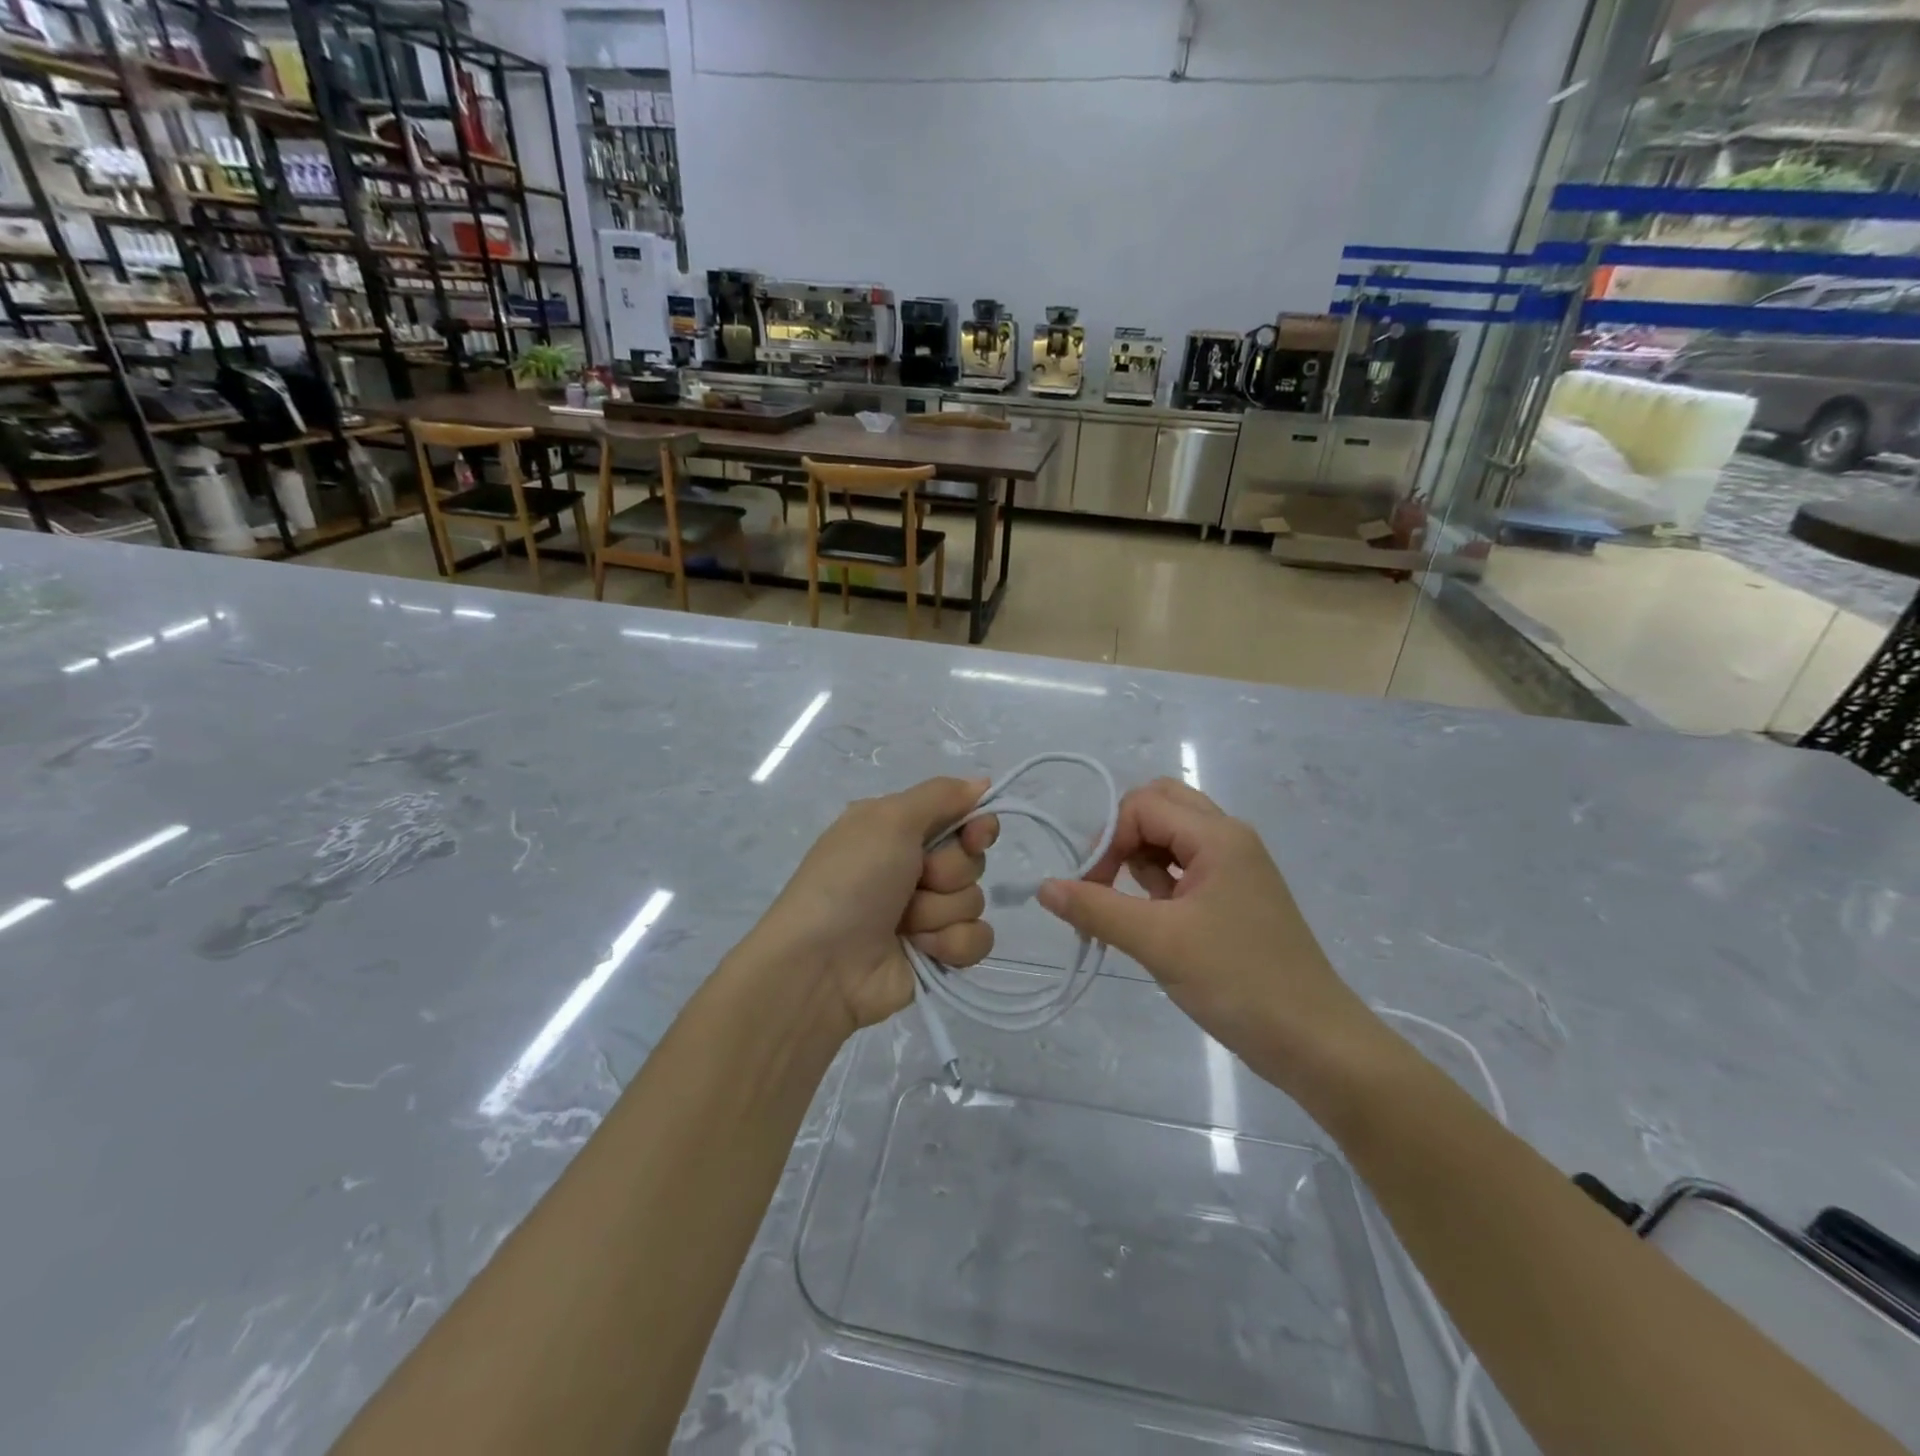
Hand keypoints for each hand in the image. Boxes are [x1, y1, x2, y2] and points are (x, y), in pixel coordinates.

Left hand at [748, 777, 998, 1036]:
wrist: (822, 965)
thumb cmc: (851, 881)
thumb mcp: (888, 819)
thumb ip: (940, 795)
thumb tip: (982, 782)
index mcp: (897, 831)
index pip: (960, 817)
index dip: (976, 825)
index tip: (975, 835)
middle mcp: (913, 868)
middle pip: (971, 860)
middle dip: (948, 872)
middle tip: (915, 882)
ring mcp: (925, 914)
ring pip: (974, 901)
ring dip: (940, 912)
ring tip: (904, 924)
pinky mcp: (936, 955)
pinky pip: (976, 940)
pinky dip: (951, 945)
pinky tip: (920, 950)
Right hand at [1036, 778, 1377, 1092]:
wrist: (1315, 1043)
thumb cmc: (1238, 982)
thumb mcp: (1158, 942)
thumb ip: (1096, 908)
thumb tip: (1044, 887)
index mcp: (1218, 836)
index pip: (1143, 805)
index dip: (1108, 839)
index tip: (1089, 888)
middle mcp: (1229, 839)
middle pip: (1160, 807)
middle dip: (1123, 838)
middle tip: (1105, 883)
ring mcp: (1236, 867)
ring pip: (1171, 837)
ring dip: (1140, 862)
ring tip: (1134, 911)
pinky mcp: (1235, 896)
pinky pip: (1185, 868)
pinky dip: (1160, 884)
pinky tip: (1156, 922)